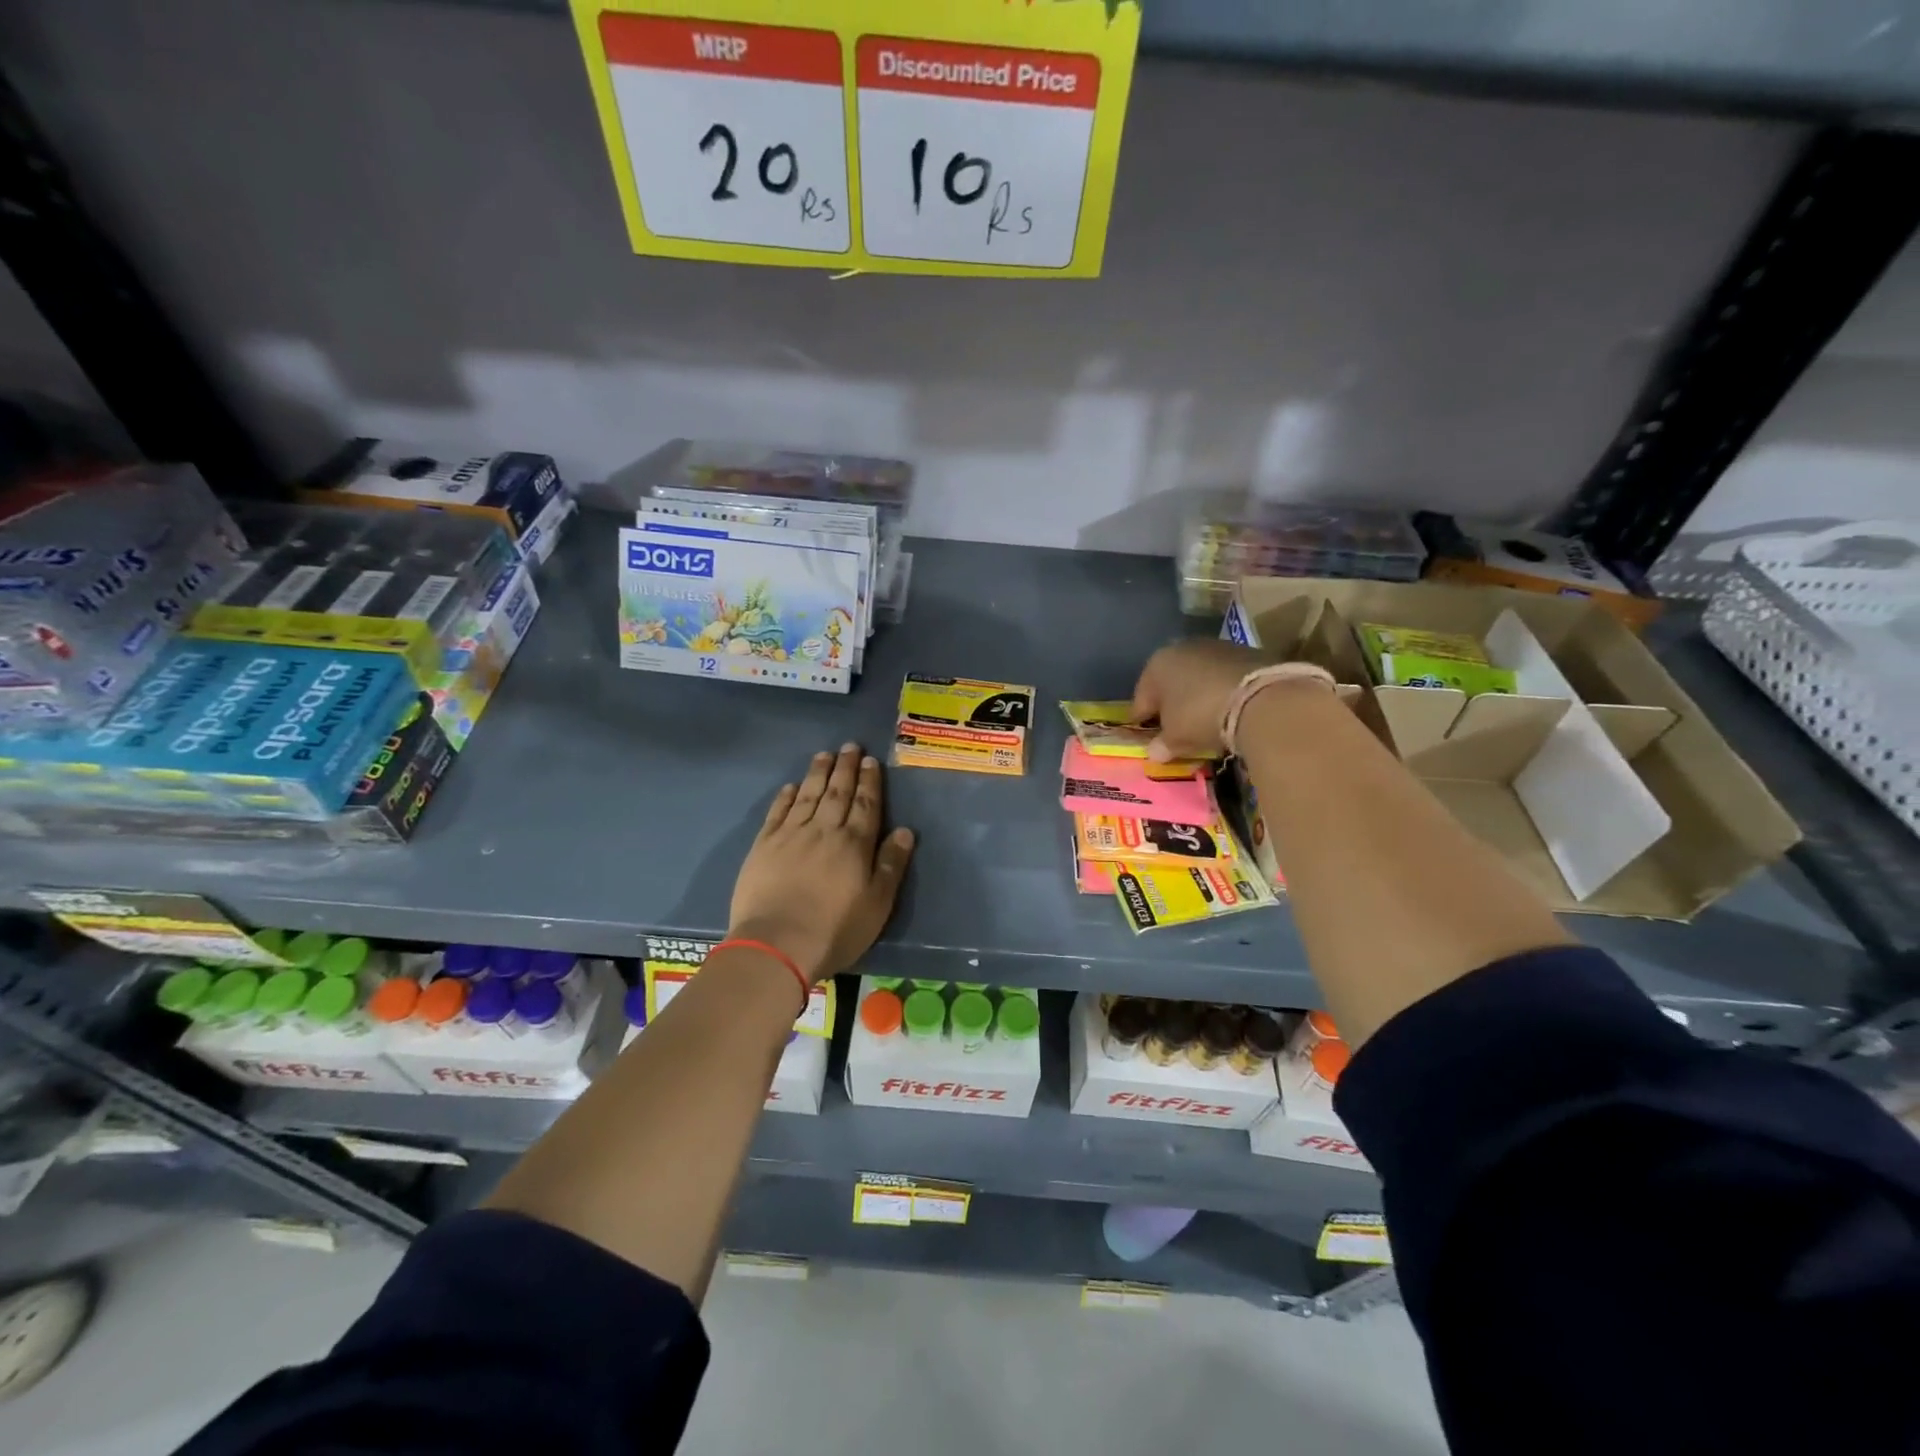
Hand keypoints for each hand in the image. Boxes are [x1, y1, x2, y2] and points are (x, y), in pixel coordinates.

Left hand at [728, 743, 915, 983]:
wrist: (777, 944)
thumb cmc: (835, 929)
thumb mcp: (877, 904)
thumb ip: (891, 865)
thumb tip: (904, 831)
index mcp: (854, 844)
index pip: (866, 804)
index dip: (870, 782)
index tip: (870, 761)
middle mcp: (824, 831)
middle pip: (837, 793)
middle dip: (845, 768)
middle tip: (850, 746)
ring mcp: (791, 835)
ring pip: (807, 795)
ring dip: (817, 773)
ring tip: (824, 755)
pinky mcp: (764, 846)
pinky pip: (777, 812)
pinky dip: (786, 796)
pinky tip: (791, 786)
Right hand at [1131, 639, 1272, 760]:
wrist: (1260, 697)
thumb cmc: (1200, 715)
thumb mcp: (1176, 737)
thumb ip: (1162, 744)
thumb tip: (1155, 753)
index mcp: (1156, 665)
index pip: (1142, 698)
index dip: (1143, 720)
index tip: (1146, 737)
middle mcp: (1182, 648)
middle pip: (1170, 683)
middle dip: (1171, 704)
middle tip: (1176, 729)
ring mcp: (1216, 647)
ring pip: (1198, 677)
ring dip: (1198, 696)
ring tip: (1205, 720)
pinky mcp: (1246, 652)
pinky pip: (1224, 677)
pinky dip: (1222, 691)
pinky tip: (1228, 709)